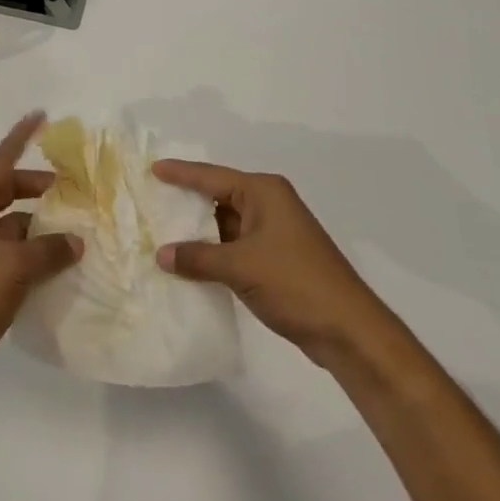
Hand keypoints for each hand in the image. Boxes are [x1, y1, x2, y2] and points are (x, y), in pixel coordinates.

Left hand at [0, 113, 82, 391]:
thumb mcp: (11, 267)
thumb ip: (47, 250)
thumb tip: (76, 241)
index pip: (0, 161)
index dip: (20, 137)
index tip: (40, 115)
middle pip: (8, 191)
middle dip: (38, 187)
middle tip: (71, 187)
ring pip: (14, 224)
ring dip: (40, 225)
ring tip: (76, 227)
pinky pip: (13, 253)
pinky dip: (35, 253)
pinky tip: (61, 262)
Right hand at [153, 160, 385, 363]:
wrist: (349, 331)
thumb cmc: (295, 283)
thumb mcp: (240, 267)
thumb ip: (198, 257)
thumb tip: (161, 255)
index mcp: (263, 192)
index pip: (211, 176)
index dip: (181, 173)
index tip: (152, 169)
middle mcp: (269, 204)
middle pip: (218, 197)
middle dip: (186, 203)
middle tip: (151, 201)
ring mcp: (275, 233)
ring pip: (226, 224)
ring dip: (199, 232)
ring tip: (161, 233)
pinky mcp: (277, 259)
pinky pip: (235, 246)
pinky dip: (214, 252)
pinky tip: (190, 262)